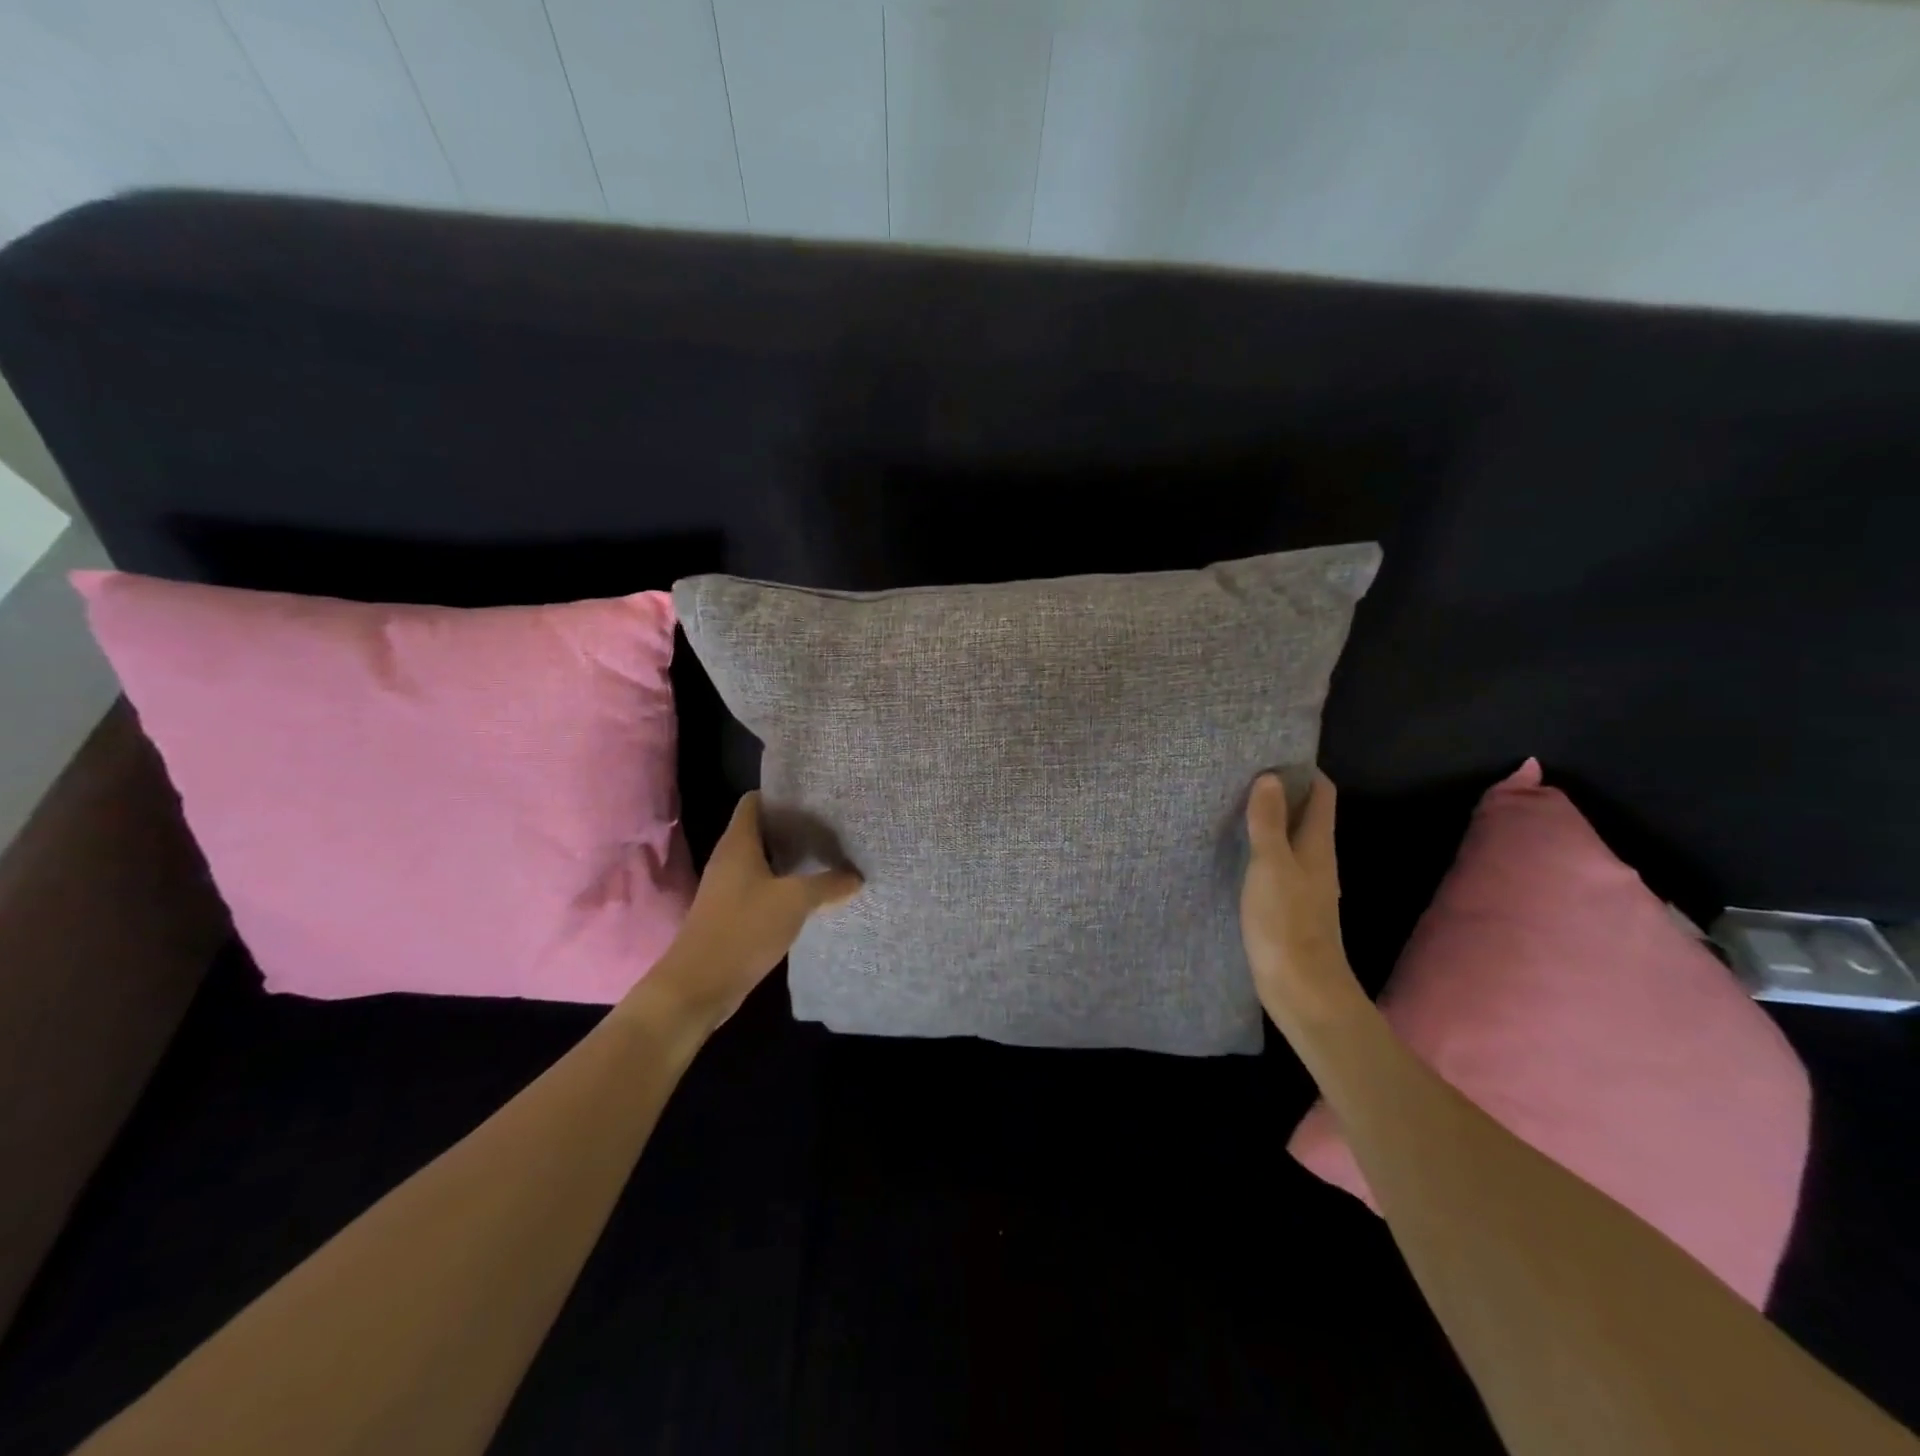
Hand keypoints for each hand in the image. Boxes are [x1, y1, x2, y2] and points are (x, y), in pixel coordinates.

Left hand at [649, 792, 861, 1028]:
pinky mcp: (733, 913)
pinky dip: (785, 886)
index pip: (755, 801)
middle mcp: (730, 858)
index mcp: (738, 843)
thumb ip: (828, 884)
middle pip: (763, 830)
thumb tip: (856, 876)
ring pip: (764, 860)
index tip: (816, 797)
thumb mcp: (795, 902)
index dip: (782, 794)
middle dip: (795, 827)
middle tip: (834, 826)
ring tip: (830, 856)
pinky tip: (812, 894)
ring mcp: (729, 887)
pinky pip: (763, 887)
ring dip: (792, 859)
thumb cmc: (744, 929)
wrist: (699, 985)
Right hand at [1240, 771, 1364, 1031]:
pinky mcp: (1287, 906)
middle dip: (1282, 792)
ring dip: (1269, 821)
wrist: (1302, 989)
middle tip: (1243, 774)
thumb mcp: (1272, 866)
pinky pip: (1276, 864)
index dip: (1304, 771)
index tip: (1273, 753)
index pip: (1322, 794)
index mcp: (1318, 845)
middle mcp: (1316, 860)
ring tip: (1234, 806)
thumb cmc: (1287, 923)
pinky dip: (1260, 849)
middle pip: (1306, 814)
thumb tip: (1270, 777)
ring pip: (1290, 840)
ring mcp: (1304, 885)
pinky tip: (1235, 852)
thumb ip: (1268, 823)